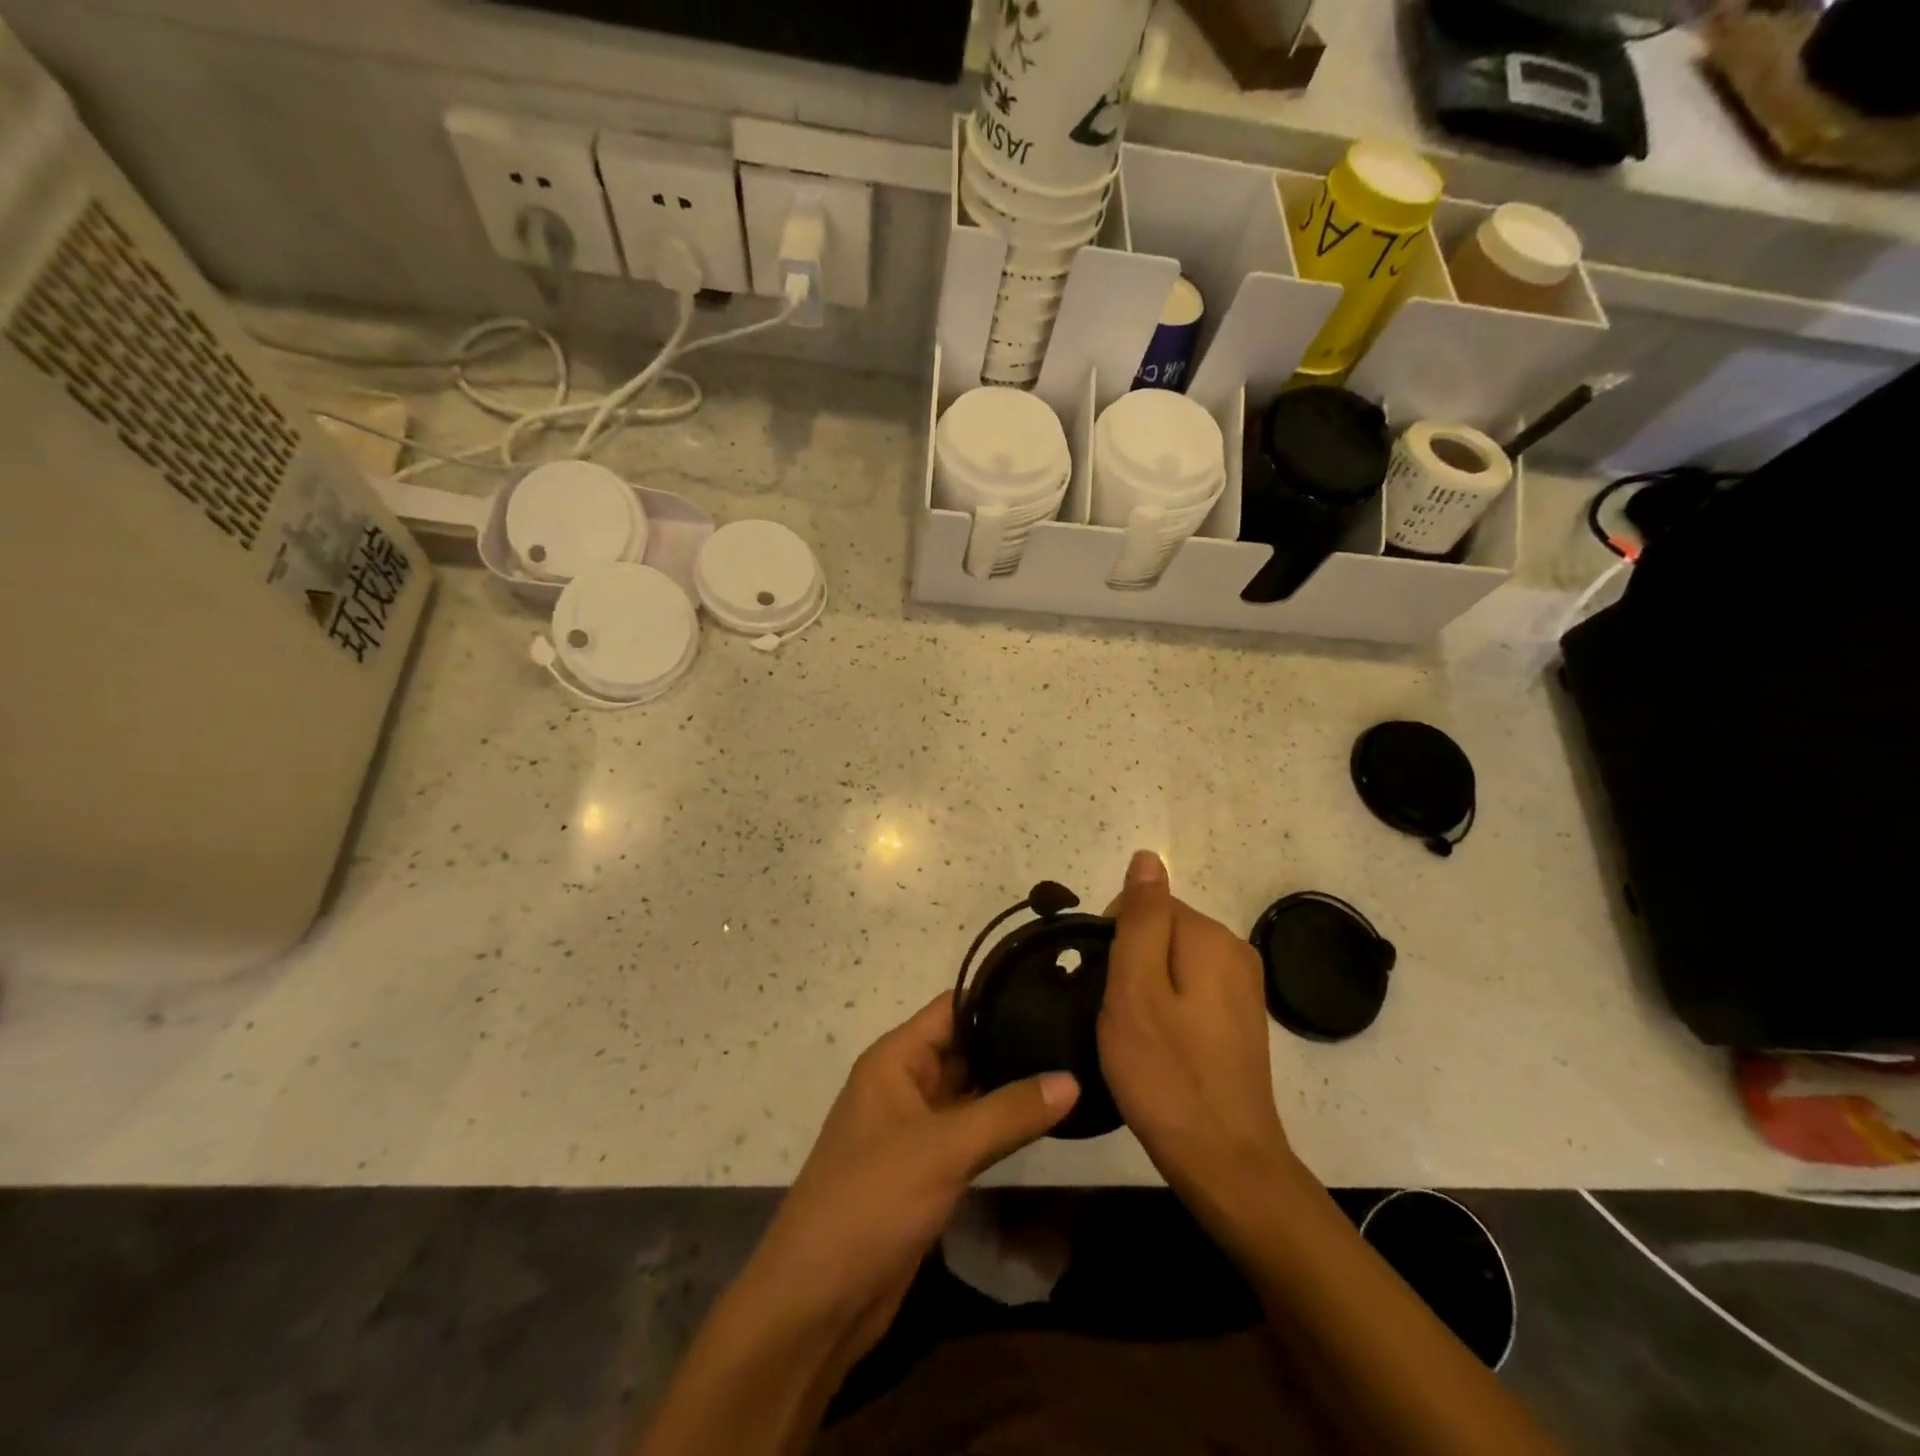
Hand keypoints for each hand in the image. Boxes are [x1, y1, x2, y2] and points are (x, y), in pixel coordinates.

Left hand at [744, 994, 1079, 1358]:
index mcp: (895, 1059)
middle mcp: (904, 1083)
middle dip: (1012, 1041)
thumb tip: (1073, 1078)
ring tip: (1072, 1066)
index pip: (953, 1008)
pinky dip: (1002, 1125)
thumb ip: (1009, 1112)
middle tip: (1076, 1033)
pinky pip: (970, 1132)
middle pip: (964, 1047)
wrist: (818, 1301)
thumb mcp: (943, 1150)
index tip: (1053, 993)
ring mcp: (915, 1128)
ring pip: (970, 1092)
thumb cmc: (871, 1202)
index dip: (998, 998)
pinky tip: (1045, 1119)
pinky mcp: (927, 1168)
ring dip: (1011, 1085)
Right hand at [1099, 850, 1292, 1206]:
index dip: (1114, 942)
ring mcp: (1243, 988)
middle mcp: (1236, 951)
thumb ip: (1140, 918)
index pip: (1145, 905)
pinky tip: (1163, 1050)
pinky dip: (1168, 1011)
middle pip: (1161, 932)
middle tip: (1122, 1019)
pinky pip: (1190, 992)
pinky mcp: (1241, 1019)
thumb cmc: (1167, 1074)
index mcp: (1211, 937)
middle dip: (1131, 965)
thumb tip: (1148, 857)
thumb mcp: (1135, 989)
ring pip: (1172, 964)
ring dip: (1146, 990)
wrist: (1226, 1162)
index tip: (1108, 990)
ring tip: (1139, 1038)